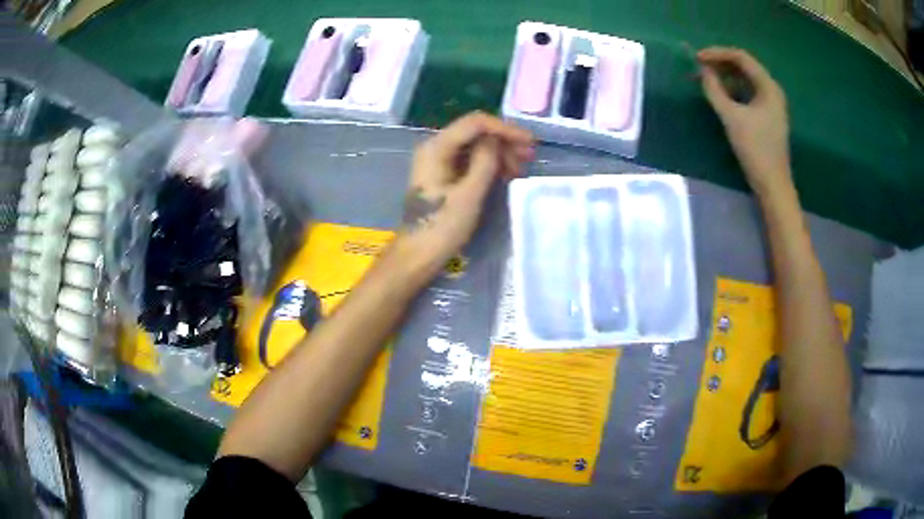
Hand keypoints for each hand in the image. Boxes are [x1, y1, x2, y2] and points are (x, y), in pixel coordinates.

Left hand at [400, 111, 533, 265]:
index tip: (529, 142)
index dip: (504, 128)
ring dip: (499, 153)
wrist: (418, 254)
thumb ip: (485, 161)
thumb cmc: (442, 227)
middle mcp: (436, 147)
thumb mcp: (469, 194)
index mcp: (436, 147)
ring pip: (475, 146)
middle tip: (529, 157)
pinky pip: (470, 160)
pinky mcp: (444, 174)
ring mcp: (439, 160)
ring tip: (519, 170)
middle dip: (504, 141)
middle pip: (475, 132)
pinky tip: (506, 175)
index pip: (475, 123)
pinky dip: (489, 164)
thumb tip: (496, 140)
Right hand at [699, 47, 792, 198]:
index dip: (717, 53)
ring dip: (725, 77)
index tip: (697, 58)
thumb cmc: (755, 149)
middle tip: (699, 68)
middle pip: (744, 66)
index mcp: (768, 86)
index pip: (741, 57)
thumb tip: (702, 71)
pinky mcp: (767, 115)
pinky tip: (720, 95)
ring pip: (745, 80)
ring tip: (705, 80)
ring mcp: (771, 103)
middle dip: (720, 64)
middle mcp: (771, 90)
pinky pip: (748, 93)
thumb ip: (714, 90)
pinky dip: (732, 90)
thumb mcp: (732, 117)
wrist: (773, 185)